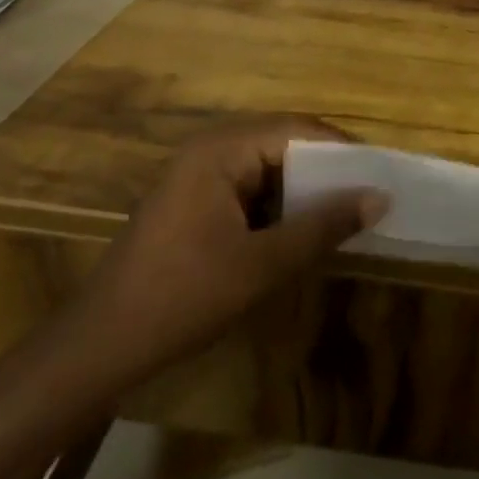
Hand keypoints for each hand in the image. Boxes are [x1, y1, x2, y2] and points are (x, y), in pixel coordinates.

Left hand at [62, 120, 387, 386]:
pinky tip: (299, 230)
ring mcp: (199, 172)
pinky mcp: (195, 198)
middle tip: (367, 198)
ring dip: (304, 189)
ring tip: (343, 214)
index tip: (379, 179)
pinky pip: (250, 186)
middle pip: (285, 143)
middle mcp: (211, 147)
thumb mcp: (262, 264)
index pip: (299, 130)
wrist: (97, 349)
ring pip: (270, 166)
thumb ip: (323, 226)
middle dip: (326, 171)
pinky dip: (279, 204)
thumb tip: (380, 197)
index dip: (343, 153)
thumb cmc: (181, 298)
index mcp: (222, 148)